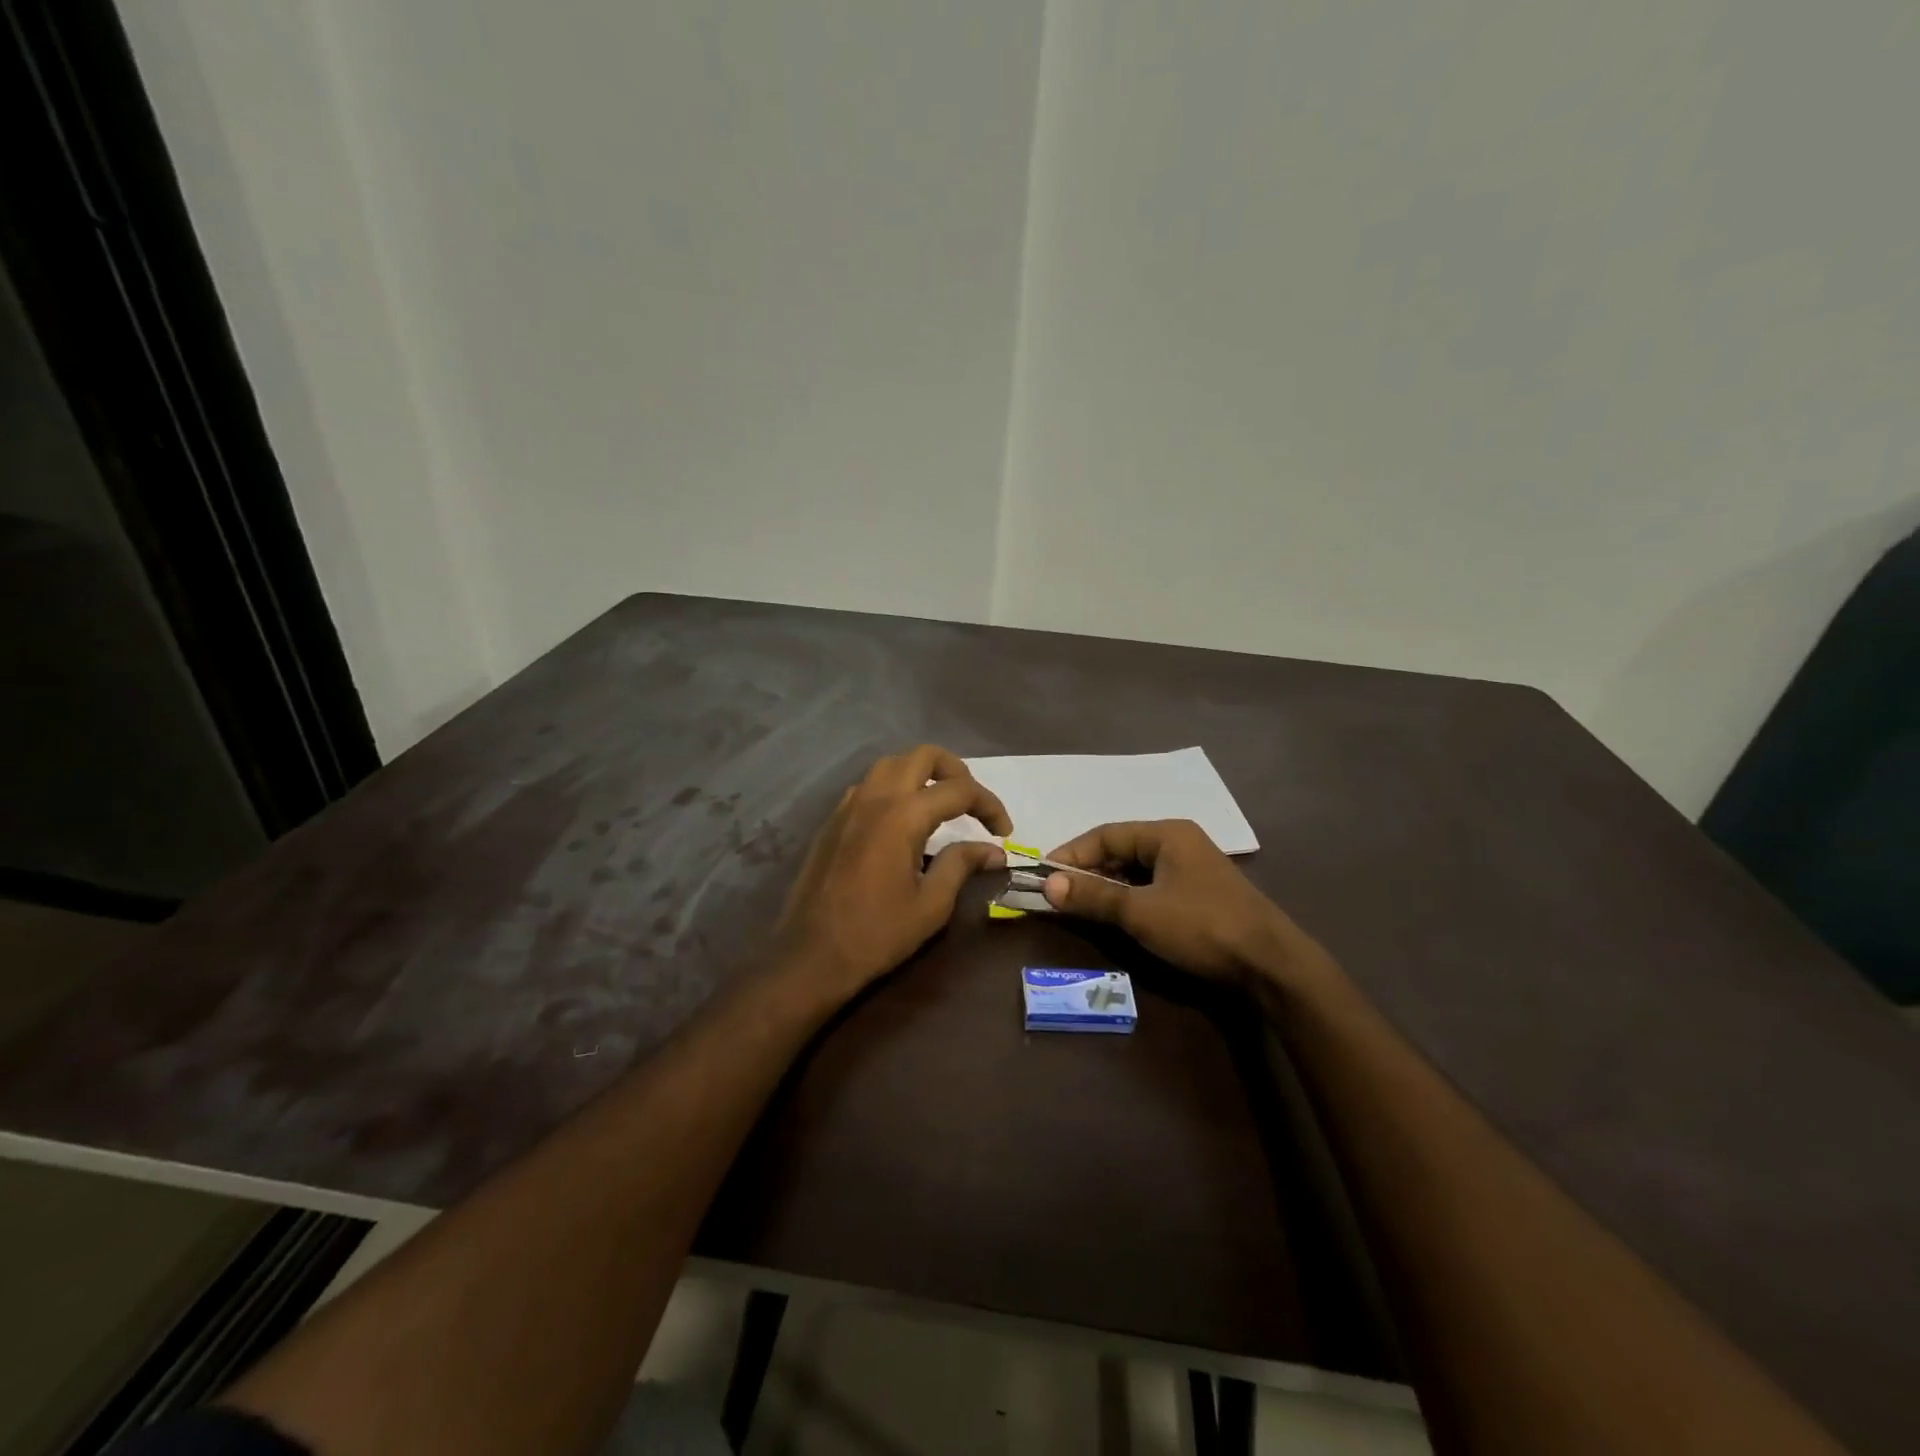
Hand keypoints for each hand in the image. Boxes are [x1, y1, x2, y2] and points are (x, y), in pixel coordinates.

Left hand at [772, 746, 1010, 1003]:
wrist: (811, 955)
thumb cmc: (876, 934)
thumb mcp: (931, 905)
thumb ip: (961, 865)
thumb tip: (993, 850)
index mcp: (903, 815)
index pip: (959, 789)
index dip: (990, 805)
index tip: (1005, 832)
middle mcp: (875, 798)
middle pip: (923, 756)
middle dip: (957, 771)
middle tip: (973, 804)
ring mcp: (849, 805)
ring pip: (892, 764)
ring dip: (922, 773)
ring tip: (941, 804)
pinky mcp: (834, 820)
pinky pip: (869, 785)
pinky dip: (894, 788)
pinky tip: (903, 820)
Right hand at [1042, 819, 1330, 987]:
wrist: (1271, 964)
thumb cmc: (1202, 926)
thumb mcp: (1141, 912)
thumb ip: (1094, 896)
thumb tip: (1048, 885)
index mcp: (1167, 834)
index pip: (1106, 834)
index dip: (1072, 854)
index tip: (1044, 875)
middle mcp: (1180, 842)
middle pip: (1121, 849)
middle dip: (1088, 871)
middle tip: (1058, 893)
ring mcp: (1193, 868)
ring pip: (1137, 870)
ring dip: (1108, 886)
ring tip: (1081, 906)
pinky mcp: (1200, 894)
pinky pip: (1153, 886)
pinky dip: (1130, 897)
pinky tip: (1117, 915)